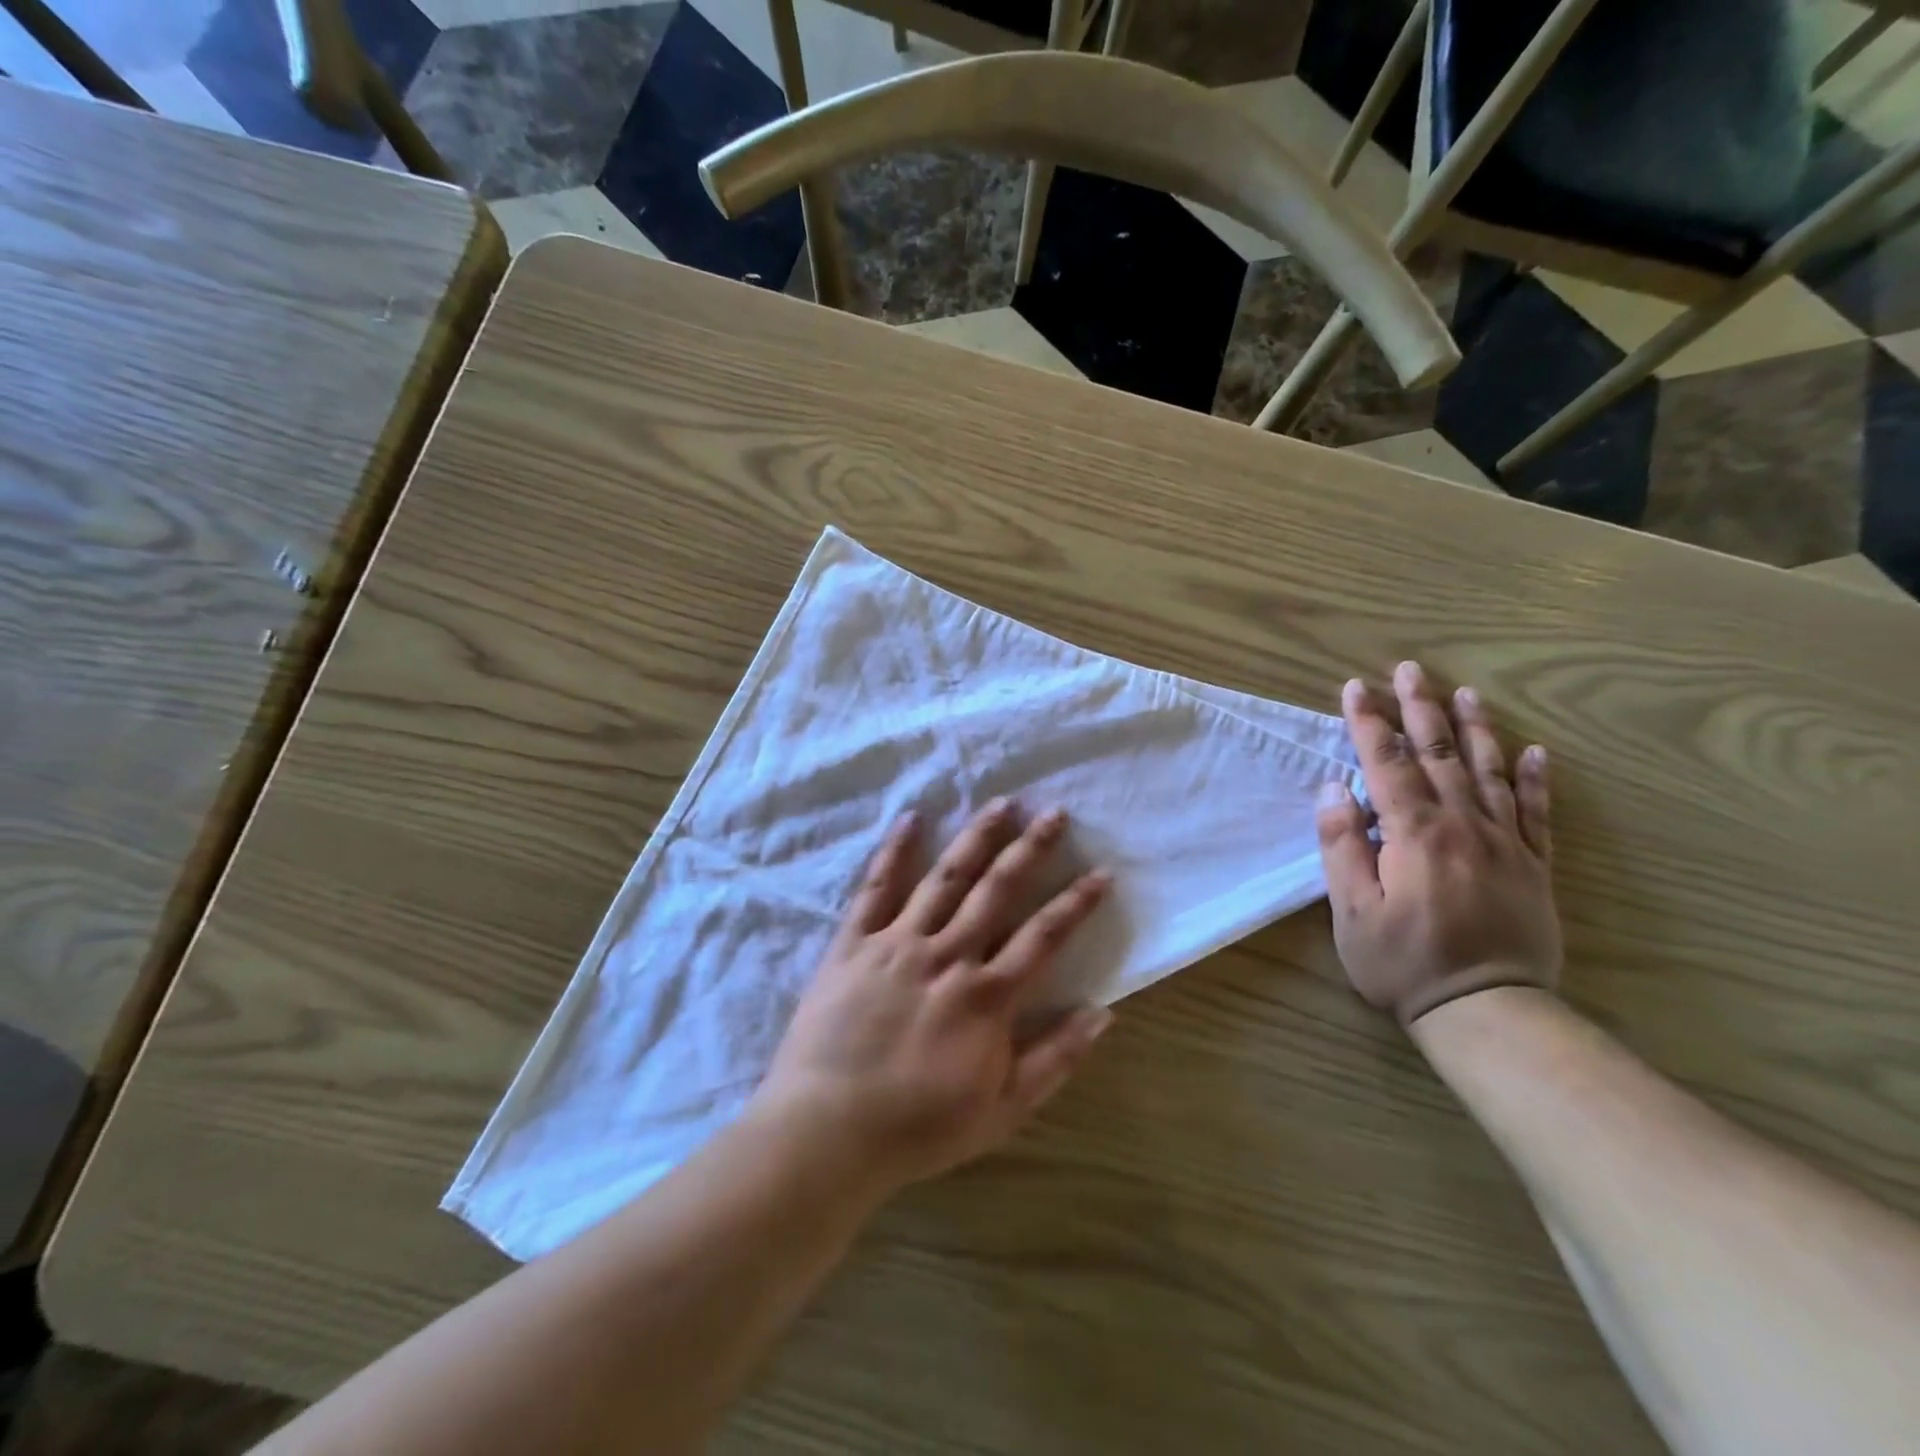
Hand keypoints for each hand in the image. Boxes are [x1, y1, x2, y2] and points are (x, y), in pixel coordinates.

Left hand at [755, 800, 1113, 1195]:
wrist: (827, 1131)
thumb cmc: (918, 1127)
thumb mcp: (1001, 1110)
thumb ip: (1054, 1059)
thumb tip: (1103, 1013)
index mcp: (986, 996)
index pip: (1044, 937)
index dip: (1076, 903)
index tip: (1102, 872)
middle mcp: (948, 956)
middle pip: (997, 890)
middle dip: (1031, 849)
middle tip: (1055, 813)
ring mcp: (898, 943)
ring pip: (945, 878)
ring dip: (976, 837)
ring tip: (1002, 803)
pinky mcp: (854, 943)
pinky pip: (876, 888)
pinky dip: (895, 851)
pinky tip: (912, 819)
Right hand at [1315, 661, 1560, 1025]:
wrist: (1488, 1010)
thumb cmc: (1403, 962)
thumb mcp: (1351, 910)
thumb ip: (1341, 846)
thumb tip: (1335, 789)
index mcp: (1414, 833)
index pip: (1386, 764)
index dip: (1368, 723)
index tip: (1354, 688)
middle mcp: (1463, 825)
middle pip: (1439, 755)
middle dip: (1419, 709)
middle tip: (1409, 670)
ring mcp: (1506, 843)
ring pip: (1488, 772)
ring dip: (1475, 728)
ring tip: (1464, 692)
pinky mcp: (1534, 866)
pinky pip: (1537, 812)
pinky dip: (1533, 779)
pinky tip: (1533, 751)